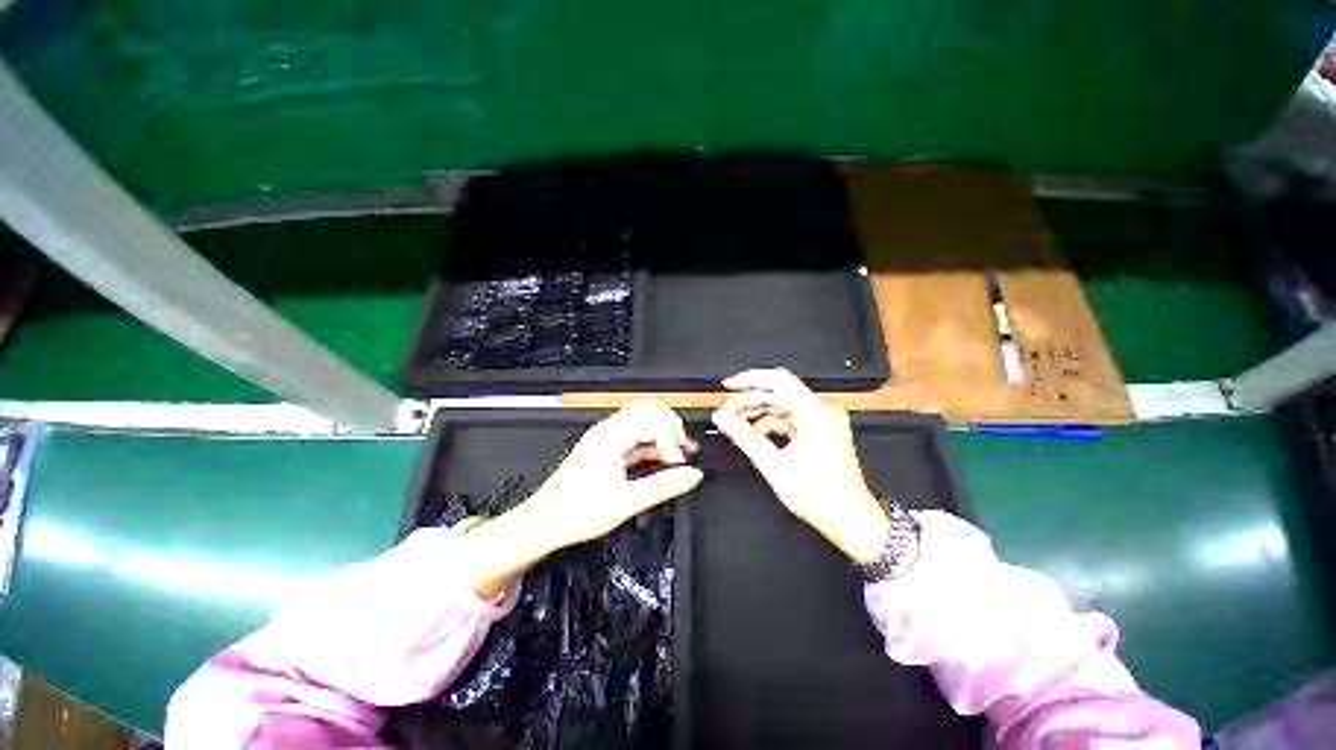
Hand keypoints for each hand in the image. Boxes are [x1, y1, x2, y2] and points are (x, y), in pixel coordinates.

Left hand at [459, 403, 702, 597]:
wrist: (544, 523)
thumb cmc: (577, 512)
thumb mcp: (627, 502)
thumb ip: (664, 487)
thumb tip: (692, 476)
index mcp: (611, 437)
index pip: (652, 422)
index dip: (671, 441)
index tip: (679, 465)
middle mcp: (608, 430)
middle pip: (647, 410)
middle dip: (671, 425)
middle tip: (685, 446)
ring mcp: (605, 438)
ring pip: (641, 421)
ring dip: (662, 433)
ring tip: (680, 451)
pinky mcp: (605, 449)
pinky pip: (633, 436)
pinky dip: (651, 443)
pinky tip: (662, 458)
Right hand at [711, 368, 890, 563]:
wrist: (850, 520)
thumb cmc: (819, 497)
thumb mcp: (774, 466)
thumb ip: (745, 437)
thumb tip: (723, 419)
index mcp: (816, 415)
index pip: (779, 380)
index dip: (750, 380)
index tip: (728, 387)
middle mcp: (823, 411)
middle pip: (779, 393)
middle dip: (749, 400)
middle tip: (725, 411)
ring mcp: (823, 420)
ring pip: (783, 404)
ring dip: (758, 411)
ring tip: (734, 422)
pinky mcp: (821, 429)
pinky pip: (791, 417)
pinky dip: (771, 422)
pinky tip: (753, 430)